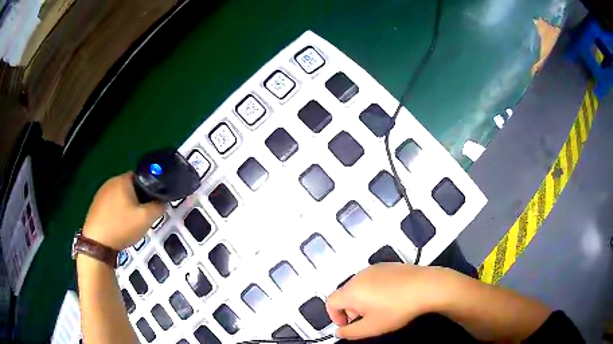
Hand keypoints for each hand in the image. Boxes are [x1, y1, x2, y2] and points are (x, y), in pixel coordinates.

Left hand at [83, 172, 163, 250]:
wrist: (97, 244)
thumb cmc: (121, 227)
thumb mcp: (146, 219)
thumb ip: (158, 207)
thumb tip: (163, 202)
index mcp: (123, 180)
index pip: (142, 177)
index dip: (150, 189)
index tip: (152, 204)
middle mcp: (110, 182)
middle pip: (130, 187)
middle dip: (138, 199)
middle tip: (142, 215)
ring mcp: (101, 193)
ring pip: (120, 196)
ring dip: (127, 205)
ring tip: (130, 222)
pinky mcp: (95, 204)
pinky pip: (111, 204)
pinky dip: (117, 211)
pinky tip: (118, 225)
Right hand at [326, 263, 452, 339]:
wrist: (426, 287)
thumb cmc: (397, 309)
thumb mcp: (372, 327)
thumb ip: (350, 333)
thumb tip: (339, 332)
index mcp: (351, 290)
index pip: (330, 302)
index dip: (335, 316)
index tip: (348, 325)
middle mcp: (359, 275)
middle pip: (345, 294)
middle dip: (351, 309)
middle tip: (367, 319)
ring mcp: (374, 268)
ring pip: (359, 286)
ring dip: (362, 300)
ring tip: (381, 309)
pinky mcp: (387, 265)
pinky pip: (373, 279)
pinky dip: (374, 289)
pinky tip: (391, 297)